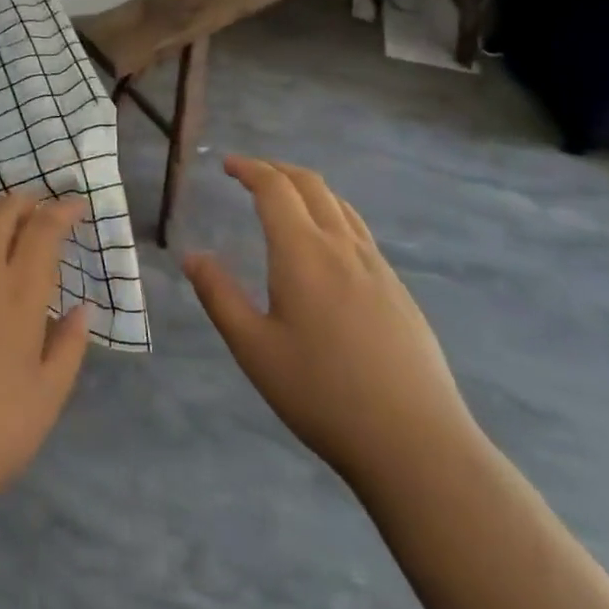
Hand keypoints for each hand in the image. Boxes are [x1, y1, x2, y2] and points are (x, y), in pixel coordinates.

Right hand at [182, 157, 476, 489]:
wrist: (416, 443)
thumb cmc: (322, 394)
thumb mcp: (254, 348)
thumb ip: (219, 296)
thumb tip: (192, 255)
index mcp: (303, 252)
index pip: (274, 188)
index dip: (249, 168)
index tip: (227, 164)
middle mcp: (342, 247)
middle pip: (311, 185)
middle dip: (277, 170)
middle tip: (250, 174)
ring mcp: (377, 267)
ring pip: (340, 205)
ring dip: (307, 189)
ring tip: (285, 200)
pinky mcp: (398, 290)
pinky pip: (359, 231)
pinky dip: (332, 214)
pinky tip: (326, 246)